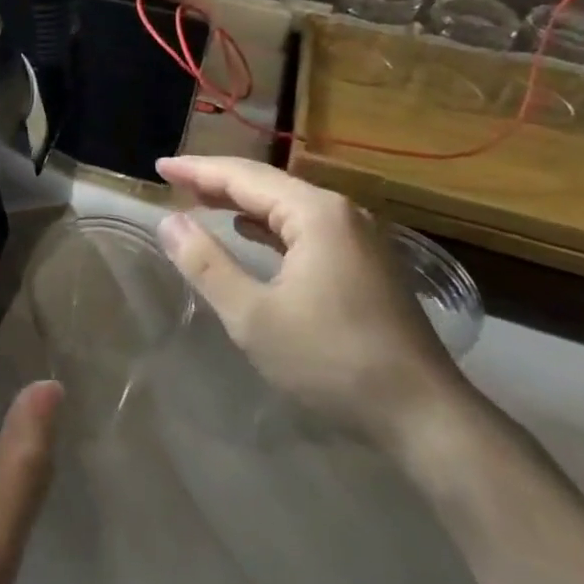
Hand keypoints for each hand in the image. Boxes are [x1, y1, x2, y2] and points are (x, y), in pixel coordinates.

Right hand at [153, 155, 467, 448]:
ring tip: (202, 200)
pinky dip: (270, 225)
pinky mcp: (366, 265)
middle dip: (218, 181)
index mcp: (316, 214)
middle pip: (268, 184)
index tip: (159, 166)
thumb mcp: (253, 316)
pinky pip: (306, 228)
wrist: (424, 417)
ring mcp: (360, 239)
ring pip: (288, 206)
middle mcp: (342, 213)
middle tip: (174, 180)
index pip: (244, 177)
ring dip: (243, 201)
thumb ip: (206, 264)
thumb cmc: (331, 361)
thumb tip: (169, 222)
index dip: (197, 170)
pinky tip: (251, 232)